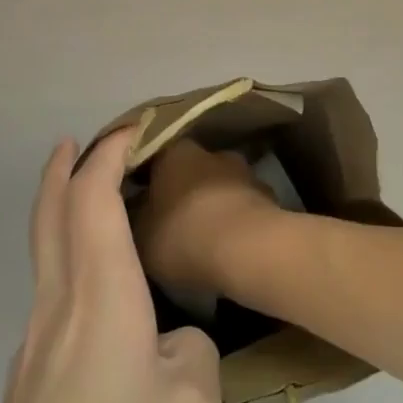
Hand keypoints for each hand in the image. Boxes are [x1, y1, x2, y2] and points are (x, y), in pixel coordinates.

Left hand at [0, 130, 220, 402]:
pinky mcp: (23, 392)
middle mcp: (54, 311)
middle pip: (48, 215)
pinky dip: (67, 261)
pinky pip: (48, 299)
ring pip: (43, 257)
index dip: (109, 153)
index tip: (134, 128)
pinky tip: (98, 301)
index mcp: (98, 300)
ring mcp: (29, 354)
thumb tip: (166, 340)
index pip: (92, 198)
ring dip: (62, 213)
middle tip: (83, 141)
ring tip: (96, 206)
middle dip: (63, 168)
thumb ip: (188, 349)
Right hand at [132, 139, 283, 295]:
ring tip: (201, 237)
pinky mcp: (268, 197)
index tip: (135, 200)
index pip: (154, 157)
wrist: (248, 250)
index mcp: (175, 153)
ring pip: (219, 187)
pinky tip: (228, 246)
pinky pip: (242, 207)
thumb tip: (134, 207)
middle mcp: (212, 152)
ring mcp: (244, 173)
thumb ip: (133, 216)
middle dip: (181, 191)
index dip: (143, 179)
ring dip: (211, 204)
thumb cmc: (184, 235)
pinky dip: (234, 221)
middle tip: (169, 220)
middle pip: (190, 170)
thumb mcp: (139, 234)